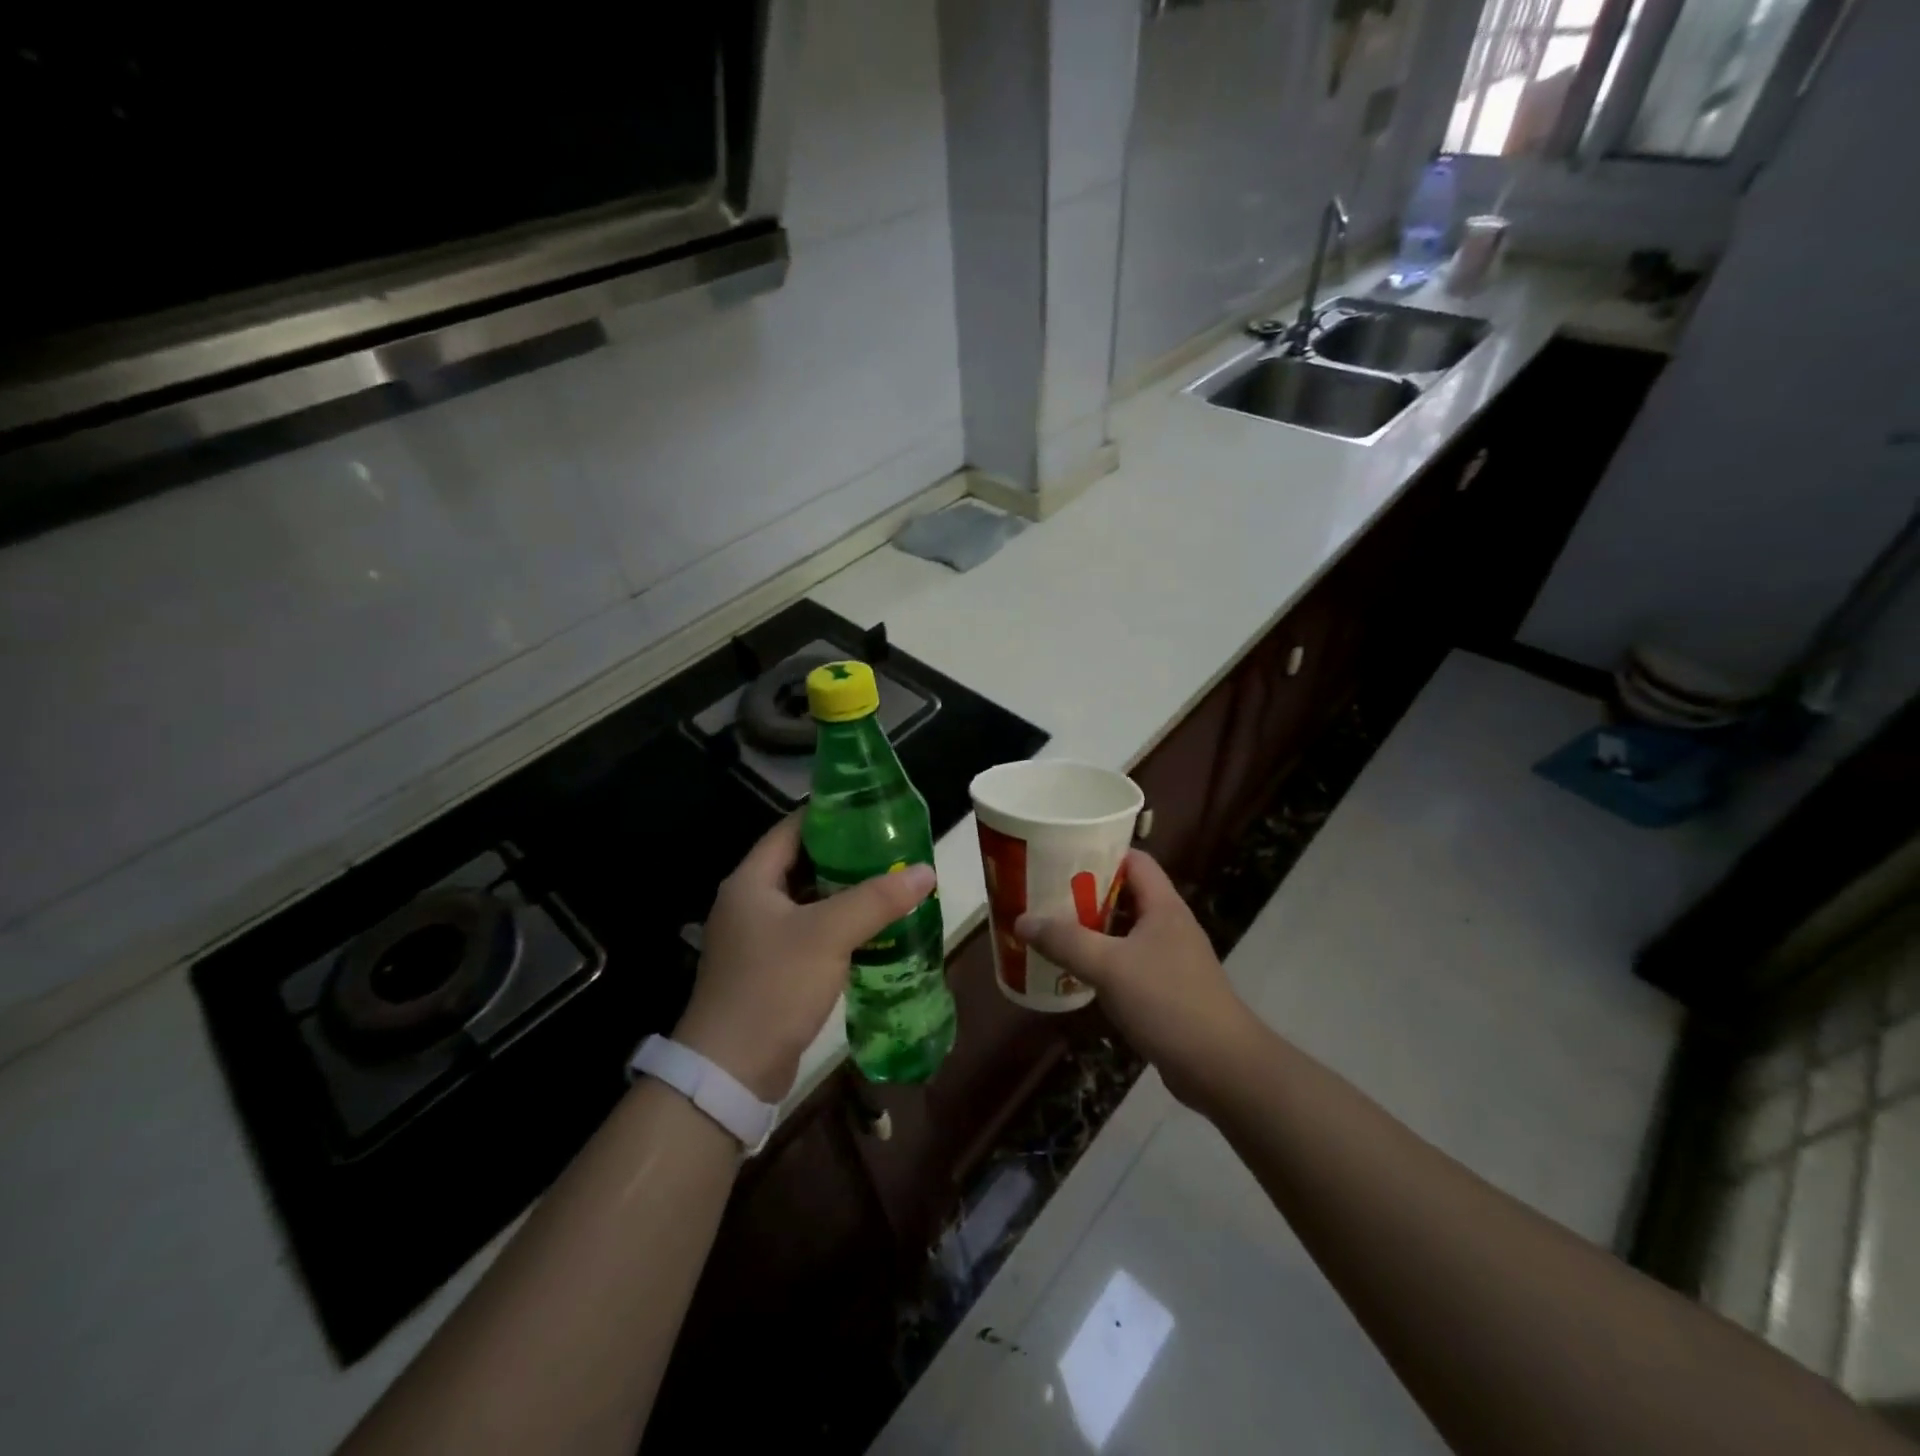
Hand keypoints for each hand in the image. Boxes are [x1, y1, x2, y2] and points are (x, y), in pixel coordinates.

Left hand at [675, 814, 935, 1101]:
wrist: (731, 1071)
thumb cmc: (774, 985)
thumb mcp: (829, 934)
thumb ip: (878, 899)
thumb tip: (925, 870)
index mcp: (751, 881)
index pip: (792, 829)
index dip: (830, 815)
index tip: (872, 811)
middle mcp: (749, 903)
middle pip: (802, 864)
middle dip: (846, 856)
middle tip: (891, 849)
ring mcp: (756, 939)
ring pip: (808, 901)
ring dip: (844, 894)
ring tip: (890, 884)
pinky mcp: (768, 969)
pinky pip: (808, 934)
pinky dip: (838, 926)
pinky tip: (872, 930)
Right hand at [1015, 849, 1253, 1107]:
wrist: (1221, 1066)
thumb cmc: (1167, 1002)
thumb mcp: (1109, 966)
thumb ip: (1065, 941)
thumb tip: (1021, 920)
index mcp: (1163, 906)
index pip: (1134, 860)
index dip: (1100, 851)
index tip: (1061, 854)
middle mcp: (1169, 925)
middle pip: (1125, 893)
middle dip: (1086, 892)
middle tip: (1045, 892)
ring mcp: (1170, 958)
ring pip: (1125, 930)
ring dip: (1092, 928)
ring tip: (1052, 928)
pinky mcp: (1167, 989)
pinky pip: (1128, 962)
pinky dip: (1102, 960)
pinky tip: (1075, 971)